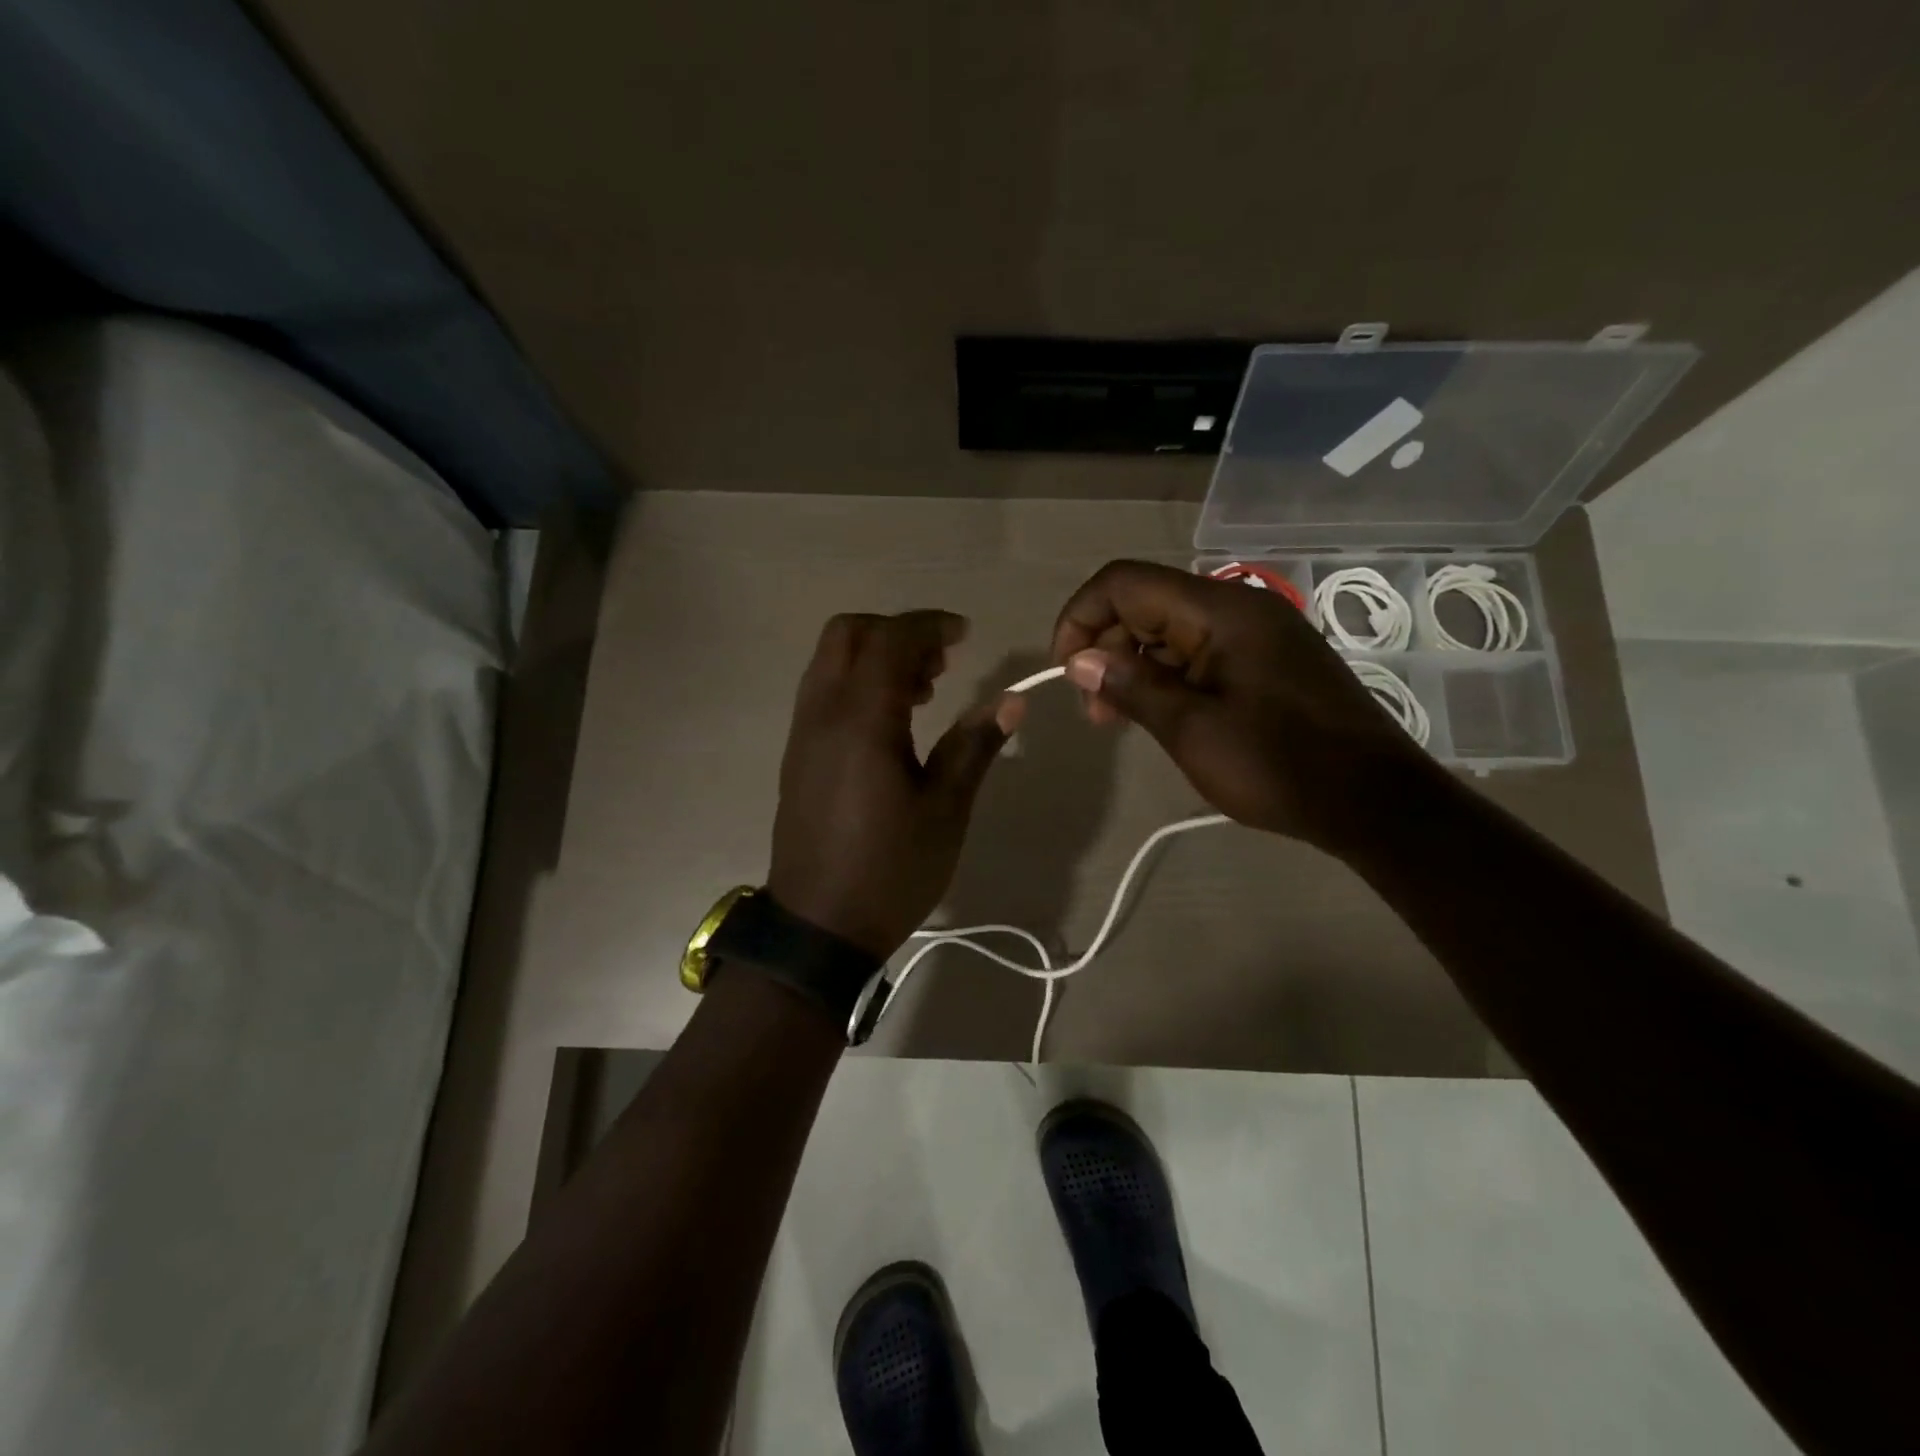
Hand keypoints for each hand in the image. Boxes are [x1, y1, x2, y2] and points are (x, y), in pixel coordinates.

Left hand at [768, 610, 1024, 958]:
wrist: (819, 926)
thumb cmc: (891, 869)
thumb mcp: (945, 809)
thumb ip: (974, 745)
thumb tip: (1011, 699)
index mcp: (861, 721)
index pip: (890, 640)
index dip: (930, 626)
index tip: (965, 636)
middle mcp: (822, 713)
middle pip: (847, 634)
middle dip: (896, 632)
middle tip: (940, 662)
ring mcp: (803, 733)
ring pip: (830, 661)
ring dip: (875, 657)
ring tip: (923, 692)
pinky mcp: (797, 755)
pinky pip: (823, 692)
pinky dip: (856, 683)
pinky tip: (892, 723)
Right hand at [1051, 560, 1433, 852]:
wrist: (1374, 803)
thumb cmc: (1278, 766)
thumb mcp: (1192, 730)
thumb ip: (1131, 685)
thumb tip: (1079, 658)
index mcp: (1220, 611)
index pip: (1125, 583)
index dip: (1081, 617)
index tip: (1066, 670)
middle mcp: (1237, 608)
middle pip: (1144, 603)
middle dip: (1104, 647)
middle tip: (1095, 709)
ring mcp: (1255, 633)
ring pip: (1168, 629)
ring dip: (1131, 665)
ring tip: (1115, 718)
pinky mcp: (1264, 660)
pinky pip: (1197, 651)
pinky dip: (1164, 676)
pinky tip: (1155, 712)